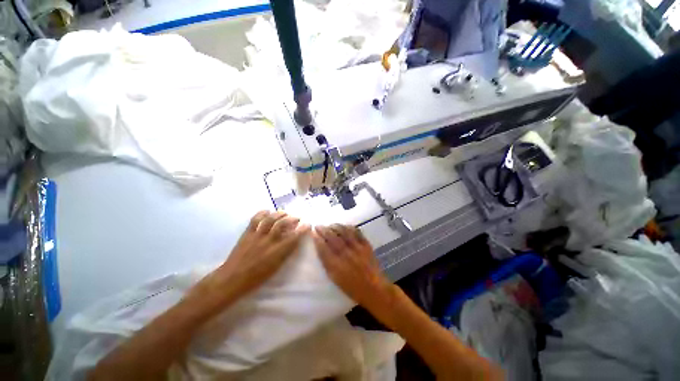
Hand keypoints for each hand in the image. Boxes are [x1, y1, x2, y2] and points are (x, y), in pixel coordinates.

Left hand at [193, 211, 309, 308]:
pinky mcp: (247, 233)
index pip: (294, 237)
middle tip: (297, 218)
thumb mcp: (276, 267)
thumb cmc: (256, 278)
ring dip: (279, 214)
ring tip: (285, 213)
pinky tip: (267, 211)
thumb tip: (293, 241)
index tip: (308, 224)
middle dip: (292, 218)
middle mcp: (268, 241)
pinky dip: (262, 213)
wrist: (232, 279)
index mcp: (277, 252)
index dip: (303, 229)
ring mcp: (257, 236)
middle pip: (282, 224)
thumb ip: (286, 253)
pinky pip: (255, 219)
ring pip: (270, 219)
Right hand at [313, 225, 393, 309]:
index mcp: (336, 265)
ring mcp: (357, 248)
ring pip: (344, 232)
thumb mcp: (335, 279)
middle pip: (332, 237)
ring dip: (335, 226)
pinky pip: (356, 232)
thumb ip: (327, 264)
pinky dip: (349, 227)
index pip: (323, 248)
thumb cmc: (352, 287)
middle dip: (323, 230)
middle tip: (318, 226)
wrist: (374, 289)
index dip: (317, 238)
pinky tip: (345, 226)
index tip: (313, 232)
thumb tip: (321, 249)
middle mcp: (345, 254)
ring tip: (330, 225)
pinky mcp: (366, 245)